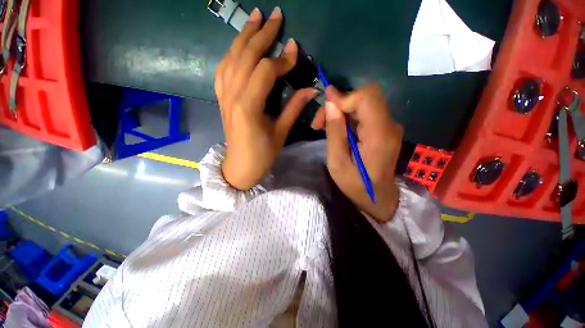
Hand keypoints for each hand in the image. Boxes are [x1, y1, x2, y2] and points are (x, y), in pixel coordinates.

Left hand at [215, 7, 316, 189]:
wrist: (240, 166)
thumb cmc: (263, 154)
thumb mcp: (281, 132)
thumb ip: (294, 108)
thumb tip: (312, 89)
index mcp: (248, 107)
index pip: (265, 72)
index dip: (282, 60)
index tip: (297, 50)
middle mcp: (232, 96)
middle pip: (246, 57)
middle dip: (262, 34)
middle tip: (275, 15)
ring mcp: (223, 95)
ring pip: (231, 58)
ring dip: (243, 36)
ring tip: (254, 18)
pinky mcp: (221, 98)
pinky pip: (223, 69)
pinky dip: (231, 53)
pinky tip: (238, 45)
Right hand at [311, 85, 402, 222]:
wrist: (377, 198)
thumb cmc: (355, 184)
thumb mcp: (337, 161)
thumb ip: (335, 131)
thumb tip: (331, 103)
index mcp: (379, 134)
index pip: (367, 97)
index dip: (344, 97)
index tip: (325, 107)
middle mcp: (389, 125)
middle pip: (365, 98)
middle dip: (339, 104)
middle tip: (319, 121)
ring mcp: (389, 127)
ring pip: (363, 105)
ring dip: (341, 112)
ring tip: (323, 127)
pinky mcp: (385, 130)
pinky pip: (365, 115)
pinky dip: (348, 118)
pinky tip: (337, 131)